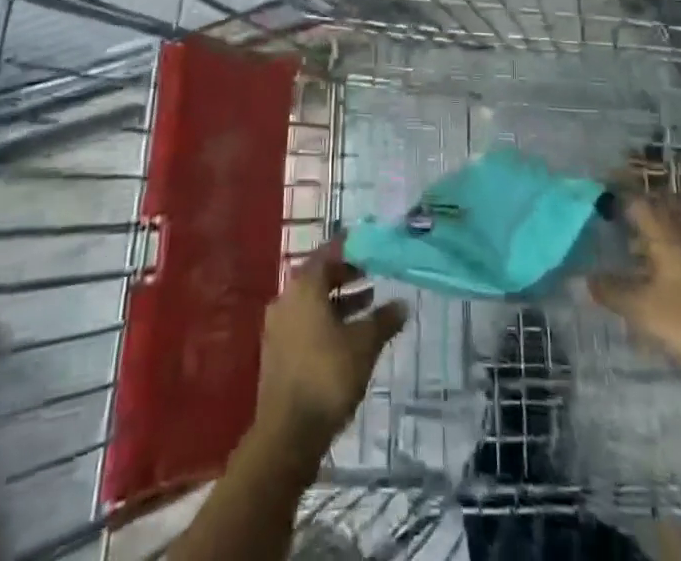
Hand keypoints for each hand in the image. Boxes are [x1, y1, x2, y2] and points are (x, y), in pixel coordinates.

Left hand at [253, 244, 407, 460]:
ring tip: (368, 306)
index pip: (328, 253)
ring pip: (312, 303)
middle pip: (318, 277)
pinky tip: (347, 338)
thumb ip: (384, 320)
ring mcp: (278, 327)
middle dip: (345, 276)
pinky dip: (326, 322)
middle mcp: (287, 299)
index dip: (349, 248)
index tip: (369, 245)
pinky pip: (305, 324)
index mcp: (304, 286)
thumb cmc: (327, 376)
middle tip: (372, 275)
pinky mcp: (277, 353)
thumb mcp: (364, 345)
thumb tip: (403, 304)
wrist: (287, 434)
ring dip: (338, 302)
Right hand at [588, 198, 680, 396]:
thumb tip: (588, 279)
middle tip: (617, 224)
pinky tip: (672, 268)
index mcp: (667, 233)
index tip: (598, 210)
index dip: (616, 202)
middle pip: (662, 208)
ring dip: (661, 228)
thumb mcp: (642, 310)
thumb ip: (612, 291)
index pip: (637, 202)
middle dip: (640, 211)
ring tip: (639, 246)